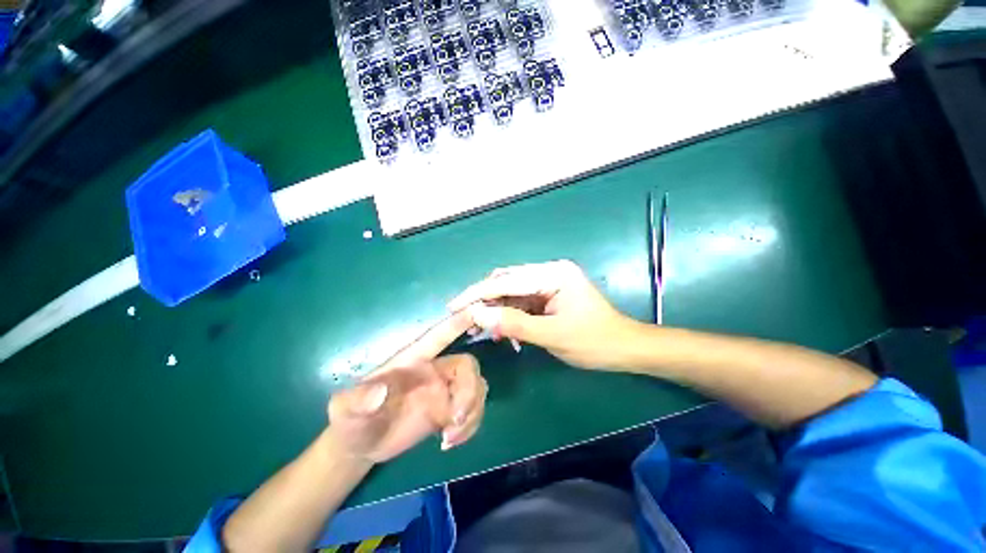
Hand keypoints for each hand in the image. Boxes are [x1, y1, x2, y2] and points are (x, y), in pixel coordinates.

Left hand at [327, 311, 487, 462]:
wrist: (362, 446)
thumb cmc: (353, 419)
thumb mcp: (345, 410)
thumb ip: (356, 399)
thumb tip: (379, 392)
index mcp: (414, 360)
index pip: (438, 336)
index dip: (457, 323)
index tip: (476, 313)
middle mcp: (434, 370)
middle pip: (467, 366)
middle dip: (469, 391)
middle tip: (455, 419)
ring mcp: (445, 390)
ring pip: (477, 387)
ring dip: (472, 412)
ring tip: (449, 437)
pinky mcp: (450, 411)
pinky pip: (474, 410)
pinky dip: (471, 426)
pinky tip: (449, 442)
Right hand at [449, 260, 637, 369]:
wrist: (623, 348)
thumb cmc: (593, 342)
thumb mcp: (551, 334)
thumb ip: (513, 323)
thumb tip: (477, 314)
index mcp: (553, 274)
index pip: (506, 281)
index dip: (477, 294)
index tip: (453, 306)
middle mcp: (549, 272)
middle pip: (506, 282)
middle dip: (486, 302)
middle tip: (468, 322)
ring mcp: (549, 283)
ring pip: (511, 293)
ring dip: (497, 311)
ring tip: (485, 331)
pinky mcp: (548, 295)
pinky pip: (521, 302)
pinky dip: (510, 316)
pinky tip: (505, 333)